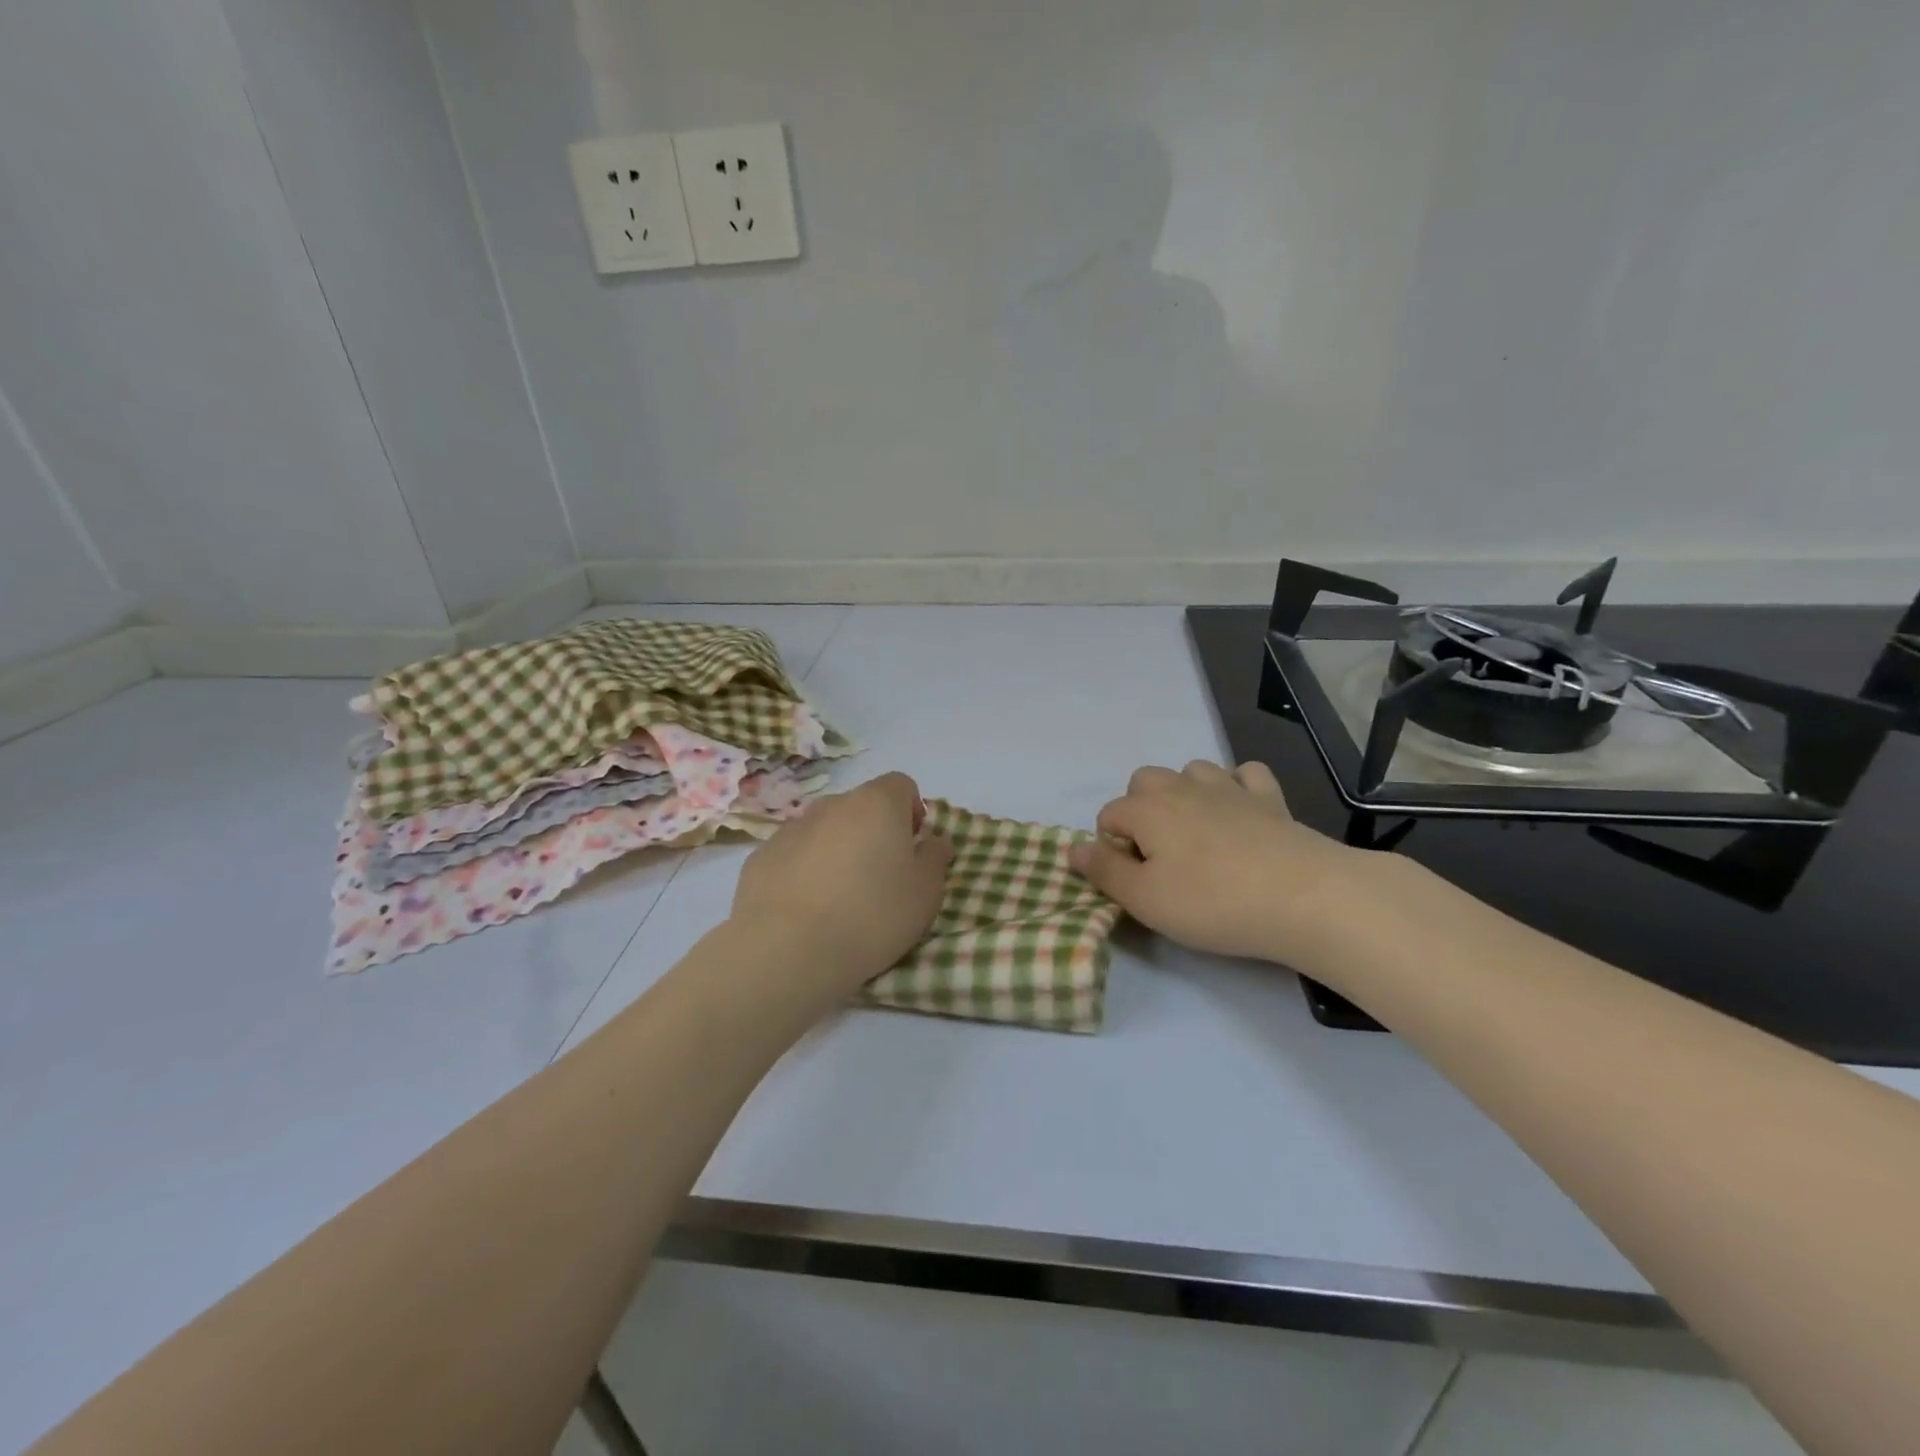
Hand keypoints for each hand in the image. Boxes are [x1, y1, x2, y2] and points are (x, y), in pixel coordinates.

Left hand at [731, 771, 953, 999]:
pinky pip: (795, 855)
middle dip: (874, 833)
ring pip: (826, 830)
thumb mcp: (925, 894)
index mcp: (877, 804)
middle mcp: (833, 805)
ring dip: (838, 851)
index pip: (902, 785)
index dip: (912, 812)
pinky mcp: (761, 856)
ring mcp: (792, 828)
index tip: (912, 849)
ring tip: (840, 899)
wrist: (787, 950)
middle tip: (880, 879)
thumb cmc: (871, 916)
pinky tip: (806, 910)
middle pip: (861, 807)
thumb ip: (935, 859)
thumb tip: (934, 841)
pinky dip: (805, 871)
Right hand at [1069, 760, 1375, 967]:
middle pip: (1144, 781)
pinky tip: (1241, 813)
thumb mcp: (1145, 899)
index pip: (1109, 816)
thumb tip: (1073, 849)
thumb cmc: (1213, 902)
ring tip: (1197, 834)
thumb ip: (1104, 871)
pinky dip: (1236, 787)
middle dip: (1141, 811)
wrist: (1304, 897)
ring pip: (1191, 770)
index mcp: (1147, 809)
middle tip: (1161, 857)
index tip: (1135, 881)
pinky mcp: (1269, 796)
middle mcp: (1182, 786)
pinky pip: (1244, 774)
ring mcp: (1228, 787)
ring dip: (1185, 794)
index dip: (1112, 848)